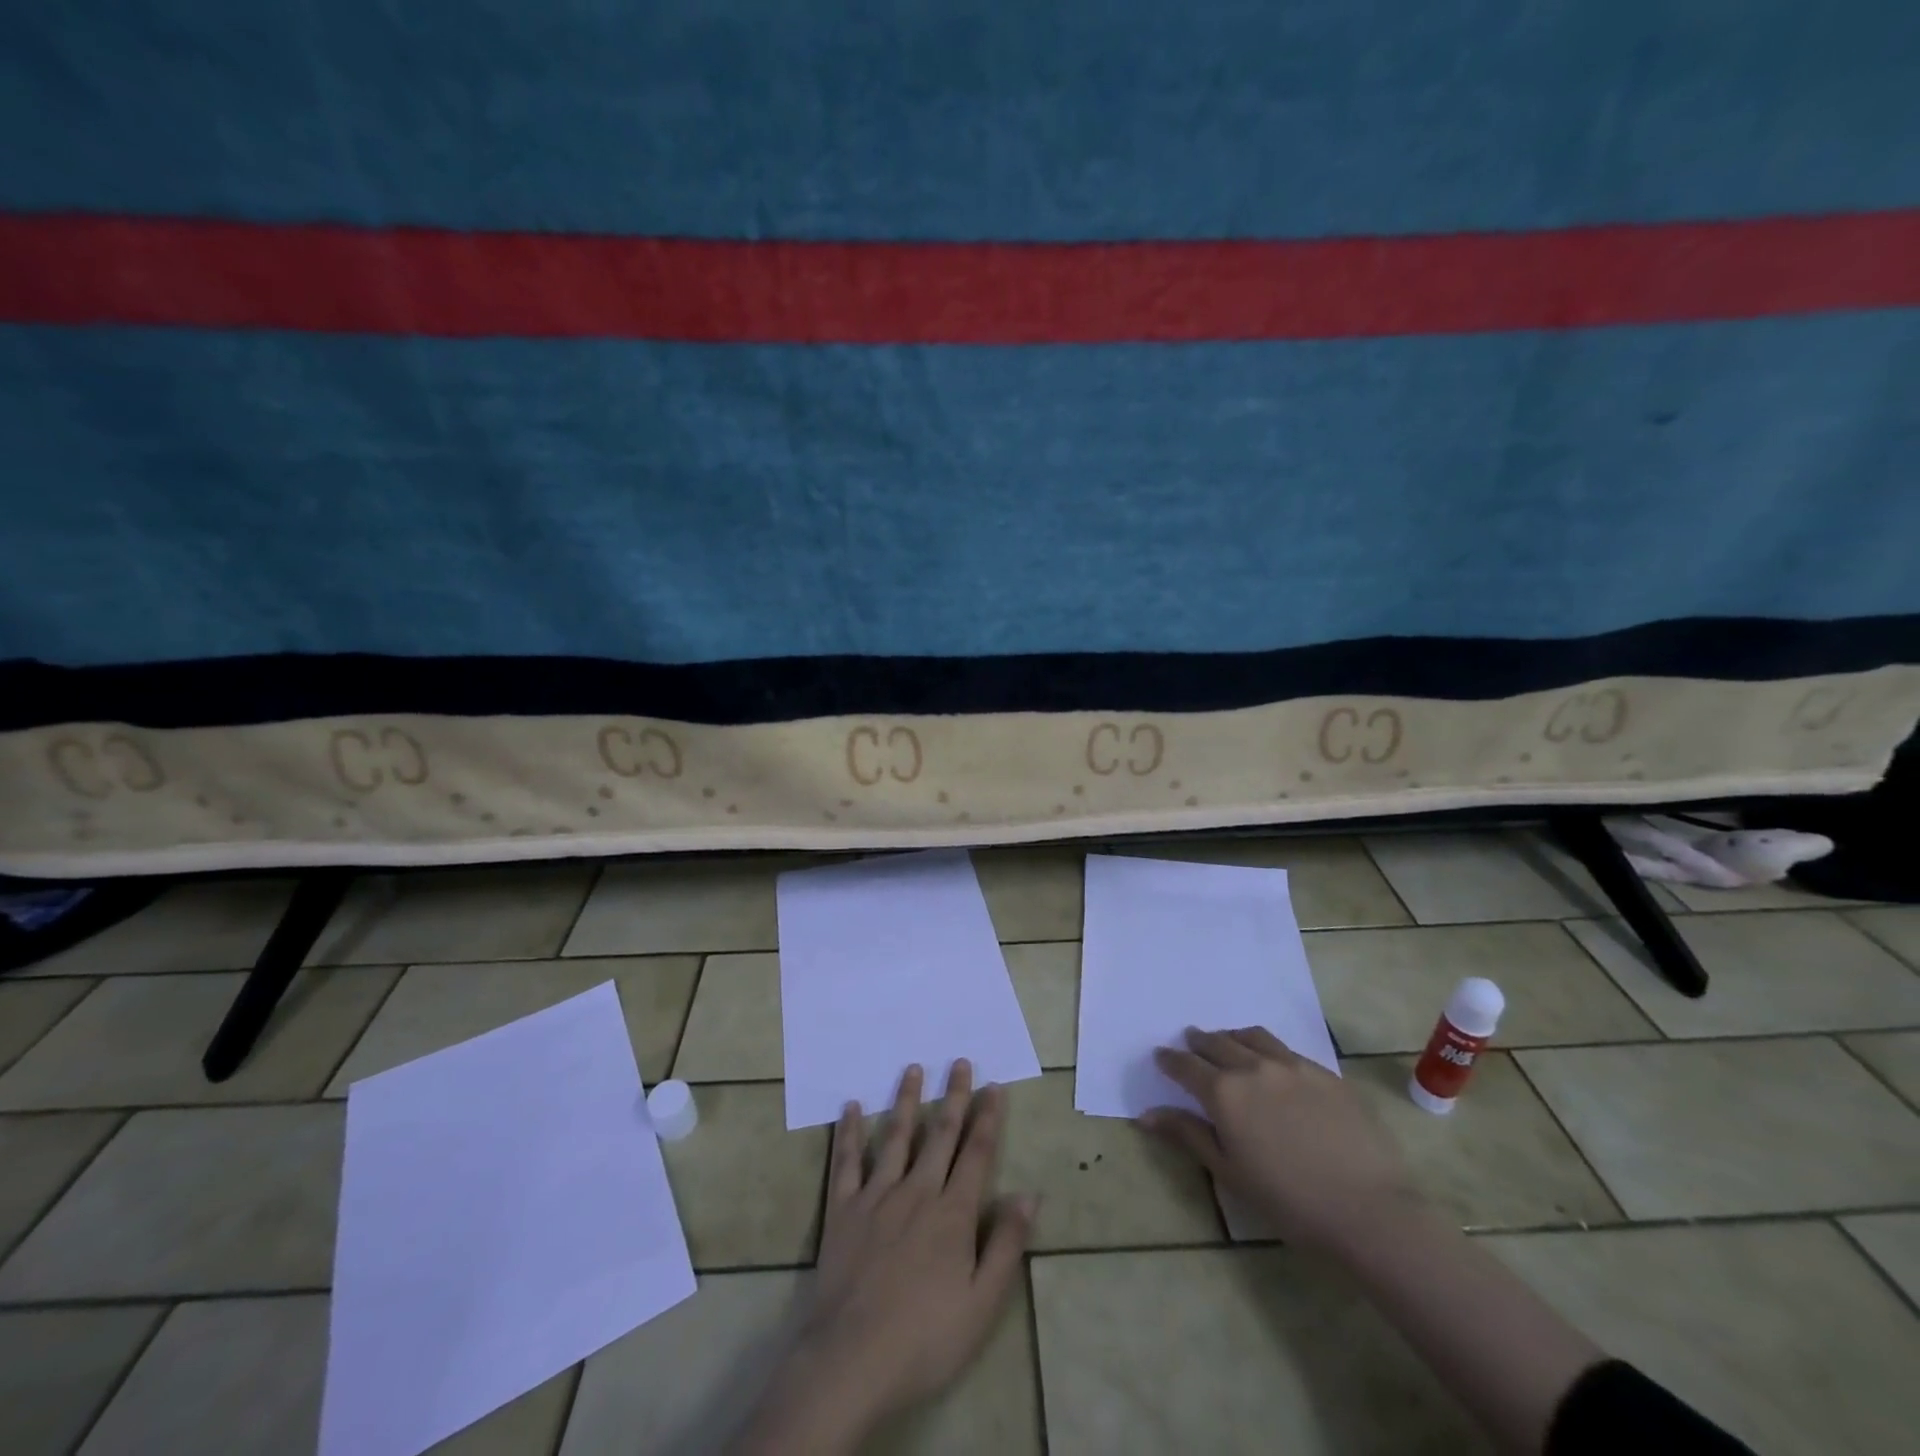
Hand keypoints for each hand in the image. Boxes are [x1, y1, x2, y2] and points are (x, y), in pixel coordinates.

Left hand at [731, 1061, 1035, 1452]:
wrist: (851, 1361)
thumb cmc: (925, 1339)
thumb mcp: (983, 1304)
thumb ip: (1006, 1245)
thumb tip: (1028, 1194)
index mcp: (953, 1213)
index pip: (977, 1154)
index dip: (988, 1118)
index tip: (993, 1086)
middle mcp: (917, 1191)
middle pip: (940, 1134)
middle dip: (953, 1097)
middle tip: (959, 1062)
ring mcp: (877, 1196)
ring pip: (896, 1137)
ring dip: (906, 1100)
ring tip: (913, 1069)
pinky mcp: (843, 1209)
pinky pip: (847, 1161)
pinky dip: (849, 1132)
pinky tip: (851, 1107)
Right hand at [1141, 1026, 1418, 1258]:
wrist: (1368, 1210)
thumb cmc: (1289, 1201)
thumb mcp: (1229, 1172)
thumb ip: (1188, 1134)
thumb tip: (1147, 1114)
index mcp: (1224, 1092)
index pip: (1186, 1065)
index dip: (1170, 1060)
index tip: (1161, 1056)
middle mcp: (1253, 1067)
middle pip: (1217, 1043)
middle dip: (1199, 1042)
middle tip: (1190, 1043)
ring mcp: (1292, 1066)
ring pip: (1252, 1037)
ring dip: (1232, 1037)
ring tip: (1227, 1042)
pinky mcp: (1325, 1073)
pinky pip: (1286, 1050)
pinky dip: (1267, 1049)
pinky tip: (1273, 1064)